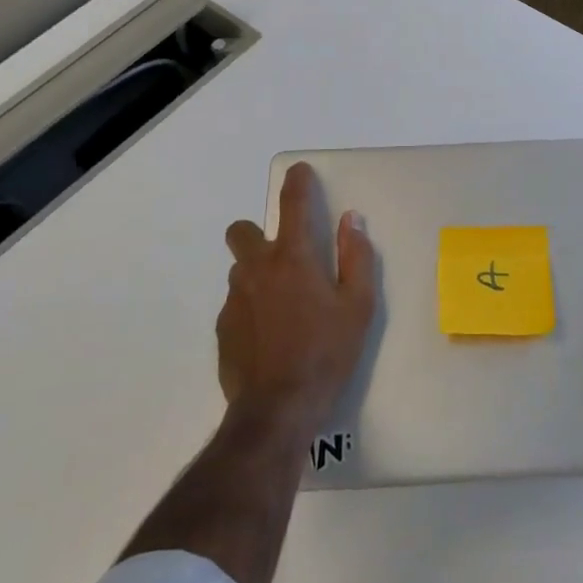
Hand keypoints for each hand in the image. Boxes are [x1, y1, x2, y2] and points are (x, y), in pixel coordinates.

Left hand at [218, 161, 376, 430]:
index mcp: (293, 258)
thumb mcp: (359, 306)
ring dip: (258, 274)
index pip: (293, 204)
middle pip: (241, 231)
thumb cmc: (327, 353)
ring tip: (284, 306)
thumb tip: (351, 221)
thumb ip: (356, 258)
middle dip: (256, 233)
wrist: (277, 410)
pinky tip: (271, 336)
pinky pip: (237, 304)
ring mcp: (235, 300)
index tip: (298, 171)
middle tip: (285, 257)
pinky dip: (252, 308)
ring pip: (240, 270)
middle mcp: (257, 269)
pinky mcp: (223, 329)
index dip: (296, 182)